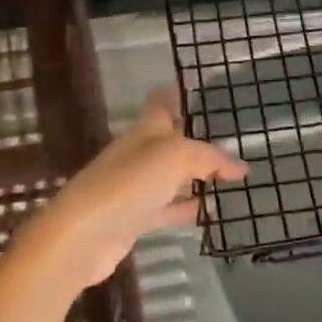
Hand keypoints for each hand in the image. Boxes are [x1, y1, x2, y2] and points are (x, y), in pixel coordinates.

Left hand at [32, 87, 247, 286]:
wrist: (81, 237)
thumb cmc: (127, 184)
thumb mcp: (175, 157)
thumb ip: (209, 157)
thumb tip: (240, 166)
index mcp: (145, 129)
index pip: (164, 100)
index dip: (181, 90)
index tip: (203, 84)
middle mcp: (139, 153)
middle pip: (172, 138)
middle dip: (199, 136)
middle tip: (234, 138)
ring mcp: (135, 187)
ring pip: (173, 175)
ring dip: (199, 176)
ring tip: (233, 177)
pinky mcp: (135, 218)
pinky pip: (169, 207)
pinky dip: (189, 207)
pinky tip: (211, 210)